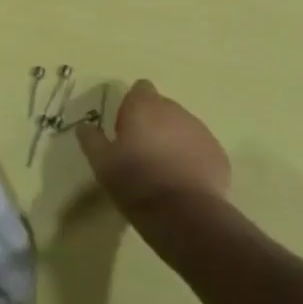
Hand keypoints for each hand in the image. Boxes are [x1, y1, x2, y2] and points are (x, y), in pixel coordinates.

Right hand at [76, 79, 230, 220]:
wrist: (184, 214)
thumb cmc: (136, 181)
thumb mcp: (102, 163)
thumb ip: (92, 140)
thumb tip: (84, 126)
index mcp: (145, 105)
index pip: (140, 89)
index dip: (132, 106)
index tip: (126, 129)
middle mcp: (174, 109)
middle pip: (162, 108)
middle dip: (154, 124)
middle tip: (142, 153)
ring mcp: (200, 130)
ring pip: (183, 128)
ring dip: (174, 141)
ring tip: (164, 172)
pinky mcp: (218, 154)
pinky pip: (201, 150)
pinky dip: (193, 160)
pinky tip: (184, 184)